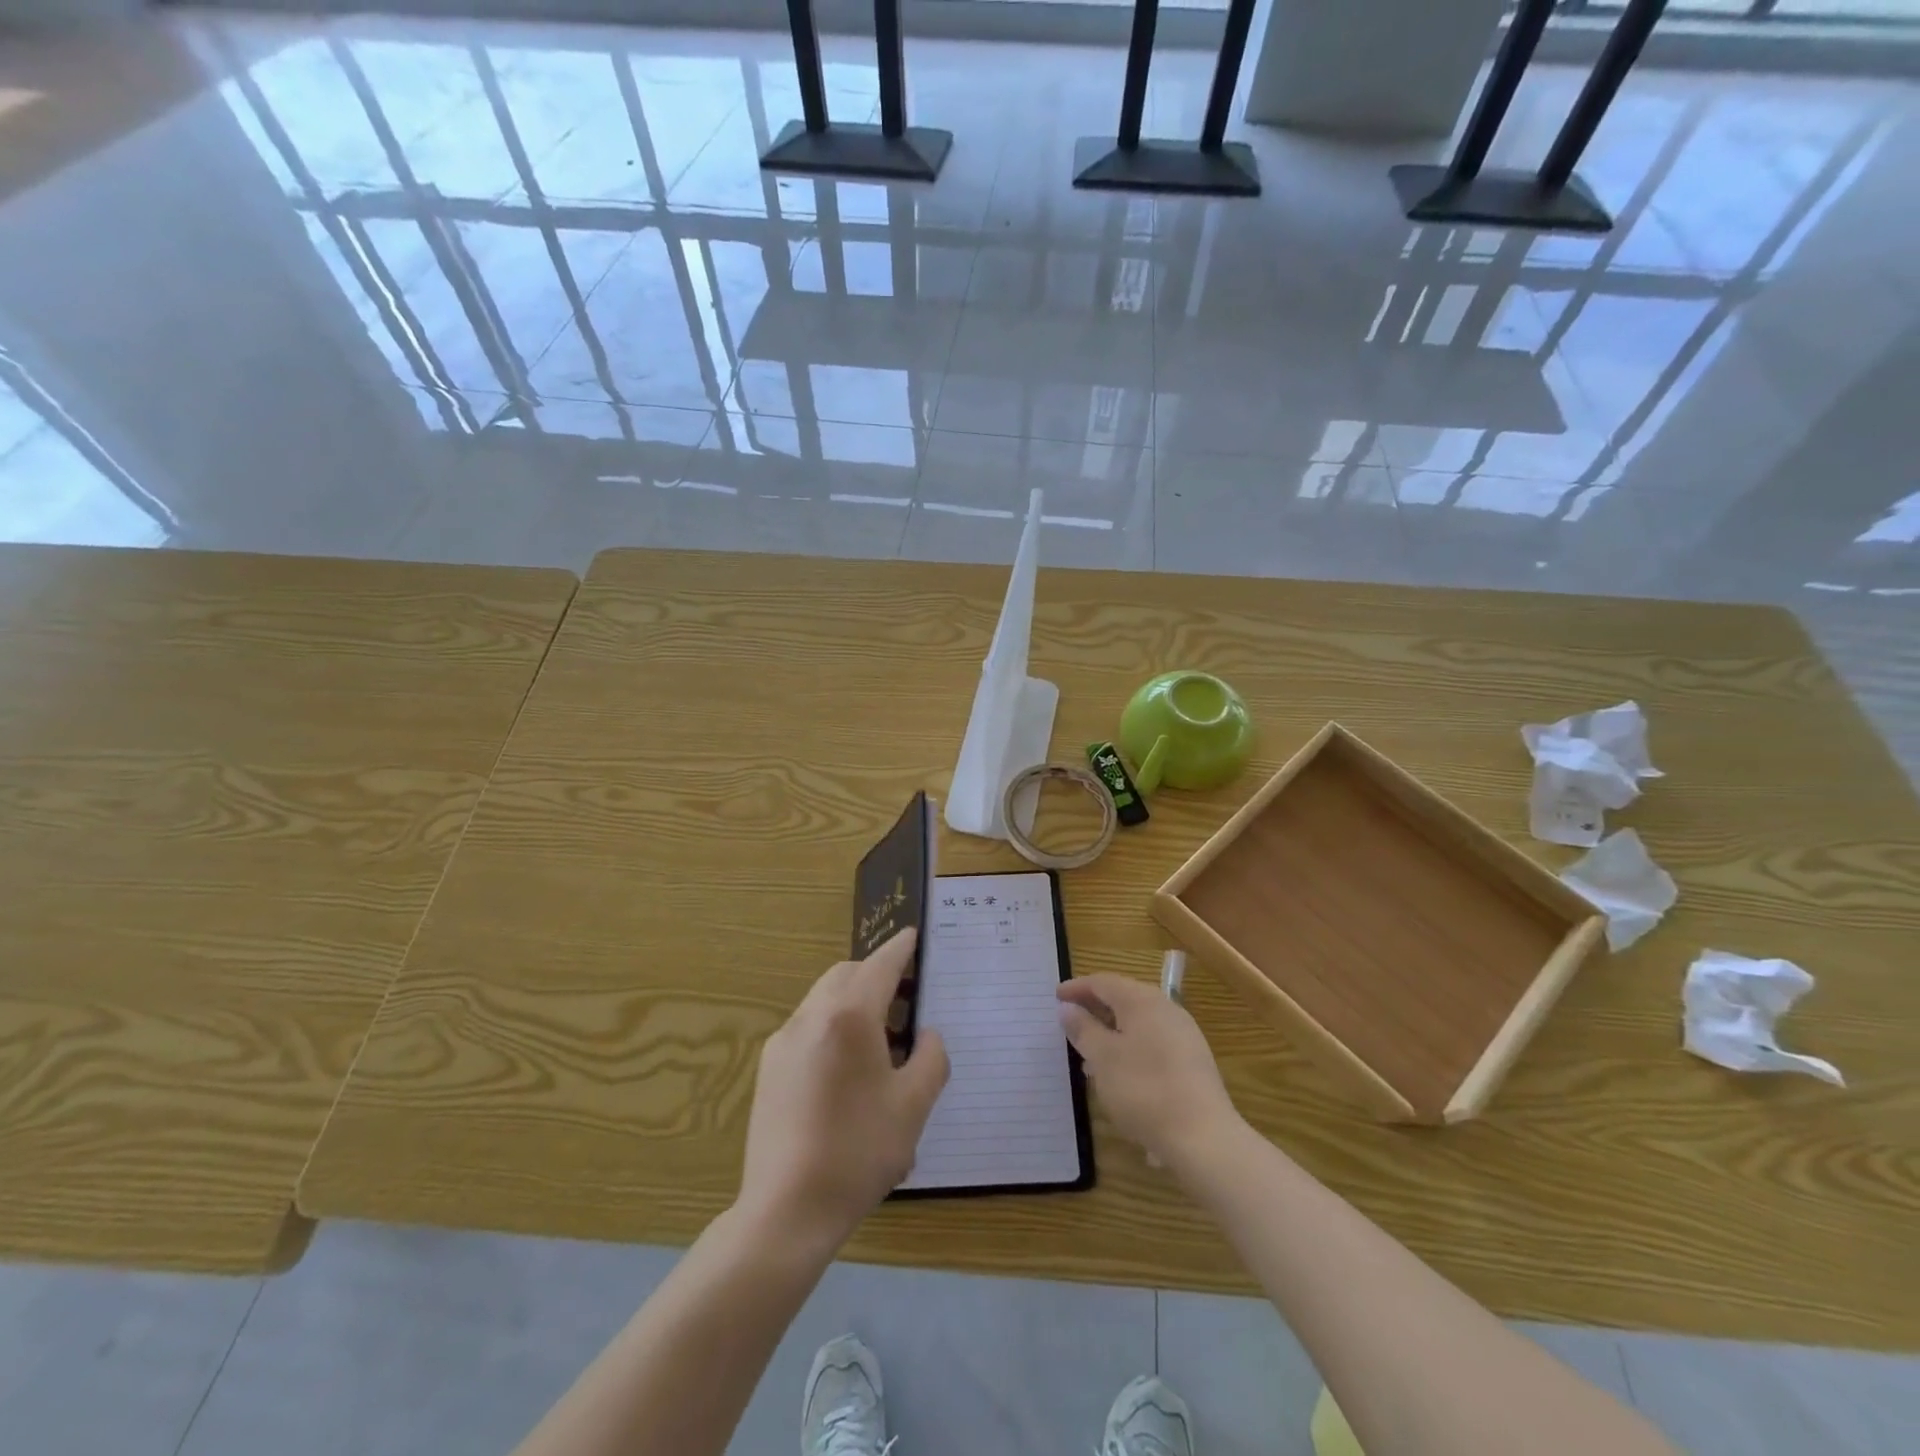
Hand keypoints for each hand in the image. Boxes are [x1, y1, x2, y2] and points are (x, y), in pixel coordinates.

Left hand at [738, 929, 949, 1253]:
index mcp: (848, 1017)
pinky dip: (832, 1024)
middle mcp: (811, 1016)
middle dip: (876, 974)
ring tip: (881, 1039)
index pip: (880, 965)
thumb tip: (928, 1036)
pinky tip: (847, 1069)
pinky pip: (807, 1026)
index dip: (900, 949)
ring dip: (853, 1000)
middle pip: (847, 974)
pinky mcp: (769, 1068)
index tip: (914, 936)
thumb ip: (931, 1059)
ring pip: (823, 998)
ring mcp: (783, 1041)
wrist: (786, 1210)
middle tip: (905, 997)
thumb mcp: (913, 1106)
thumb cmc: (858, 1152)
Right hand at [1057, 973, 1238, 1171]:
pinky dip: (1131, 1046)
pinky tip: (1120, 1071)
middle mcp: (1166, 1008)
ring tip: (1090, 1051)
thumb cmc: (1144, 1090)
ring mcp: (1183, 1034)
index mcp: (1142, 1000)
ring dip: (1112, 1029)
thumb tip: (1068, 1008)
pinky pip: (1153, 1040)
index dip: (1077, 988)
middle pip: (1124, 997)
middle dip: (1095, 1007)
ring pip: (1139, 1021)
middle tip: (1070, 1020)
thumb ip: (1084, 1029)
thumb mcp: (1103, 1058)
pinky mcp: (1192, 1060)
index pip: (1103, 982)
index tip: (1056, 997)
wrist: (1204, 1137)